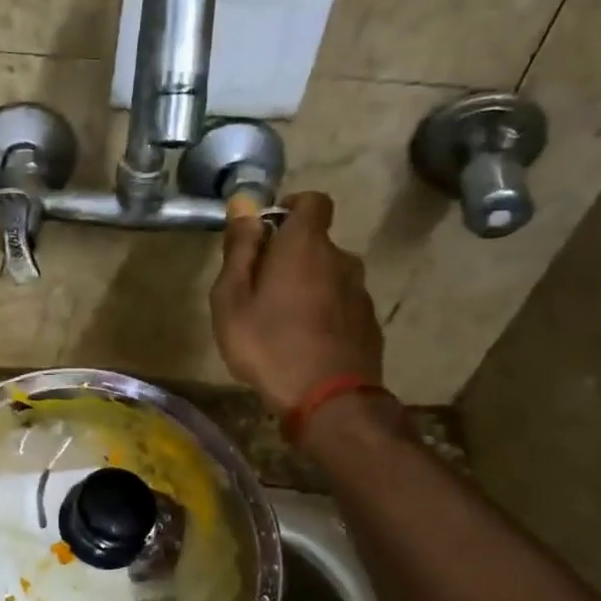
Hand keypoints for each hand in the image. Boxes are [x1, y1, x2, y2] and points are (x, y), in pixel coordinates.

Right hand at [210, 192, 383, 415]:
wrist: (329, 399)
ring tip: (281, 321)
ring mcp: (360, 292)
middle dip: (290, 256)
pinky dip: (324, 313)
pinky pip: (341, 305)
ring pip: (330, 275)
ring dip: (308, 286)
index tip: (267, 232)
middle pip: (317, 243)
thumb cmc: (268, 344)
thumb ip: (239, 250)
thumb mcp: (232, 299)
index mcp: (305, 246)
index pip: (312, 201)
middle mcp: (341, 259)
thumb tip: (244, 207)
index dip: (290, 208)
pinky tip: (304, 342)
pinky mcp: (369, 323)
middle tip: (260, 290)